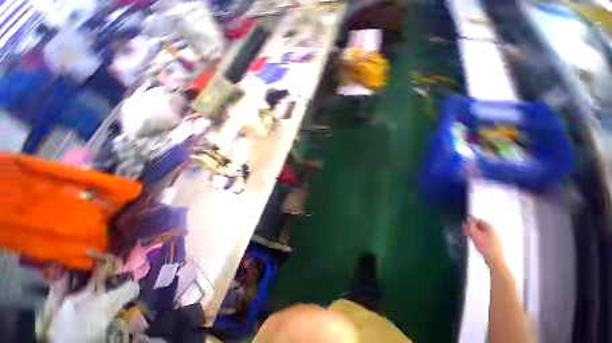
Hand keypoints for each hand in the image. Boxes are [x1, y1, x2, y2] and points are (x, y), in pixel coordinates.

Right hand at [463, 218, 504, 269]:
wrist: (494, 260)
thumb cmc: (486, 247)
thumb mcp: (475, 235)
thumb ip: (470, 227)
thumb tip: (467, 222)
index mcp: (490, 228)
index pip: (480, 220)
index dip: (472, 220)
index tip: (466, 222)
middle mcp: (493, 233)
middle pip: (481, 227)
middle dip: (473, 228)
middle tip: (467, 230)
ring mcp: (494, 240)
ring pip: (483, 234)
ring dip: (475, 234)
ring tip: (470, 237)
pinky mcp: (493, 246)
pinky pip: (484, 239)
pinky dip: (479, 239)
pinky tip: (476, 243)